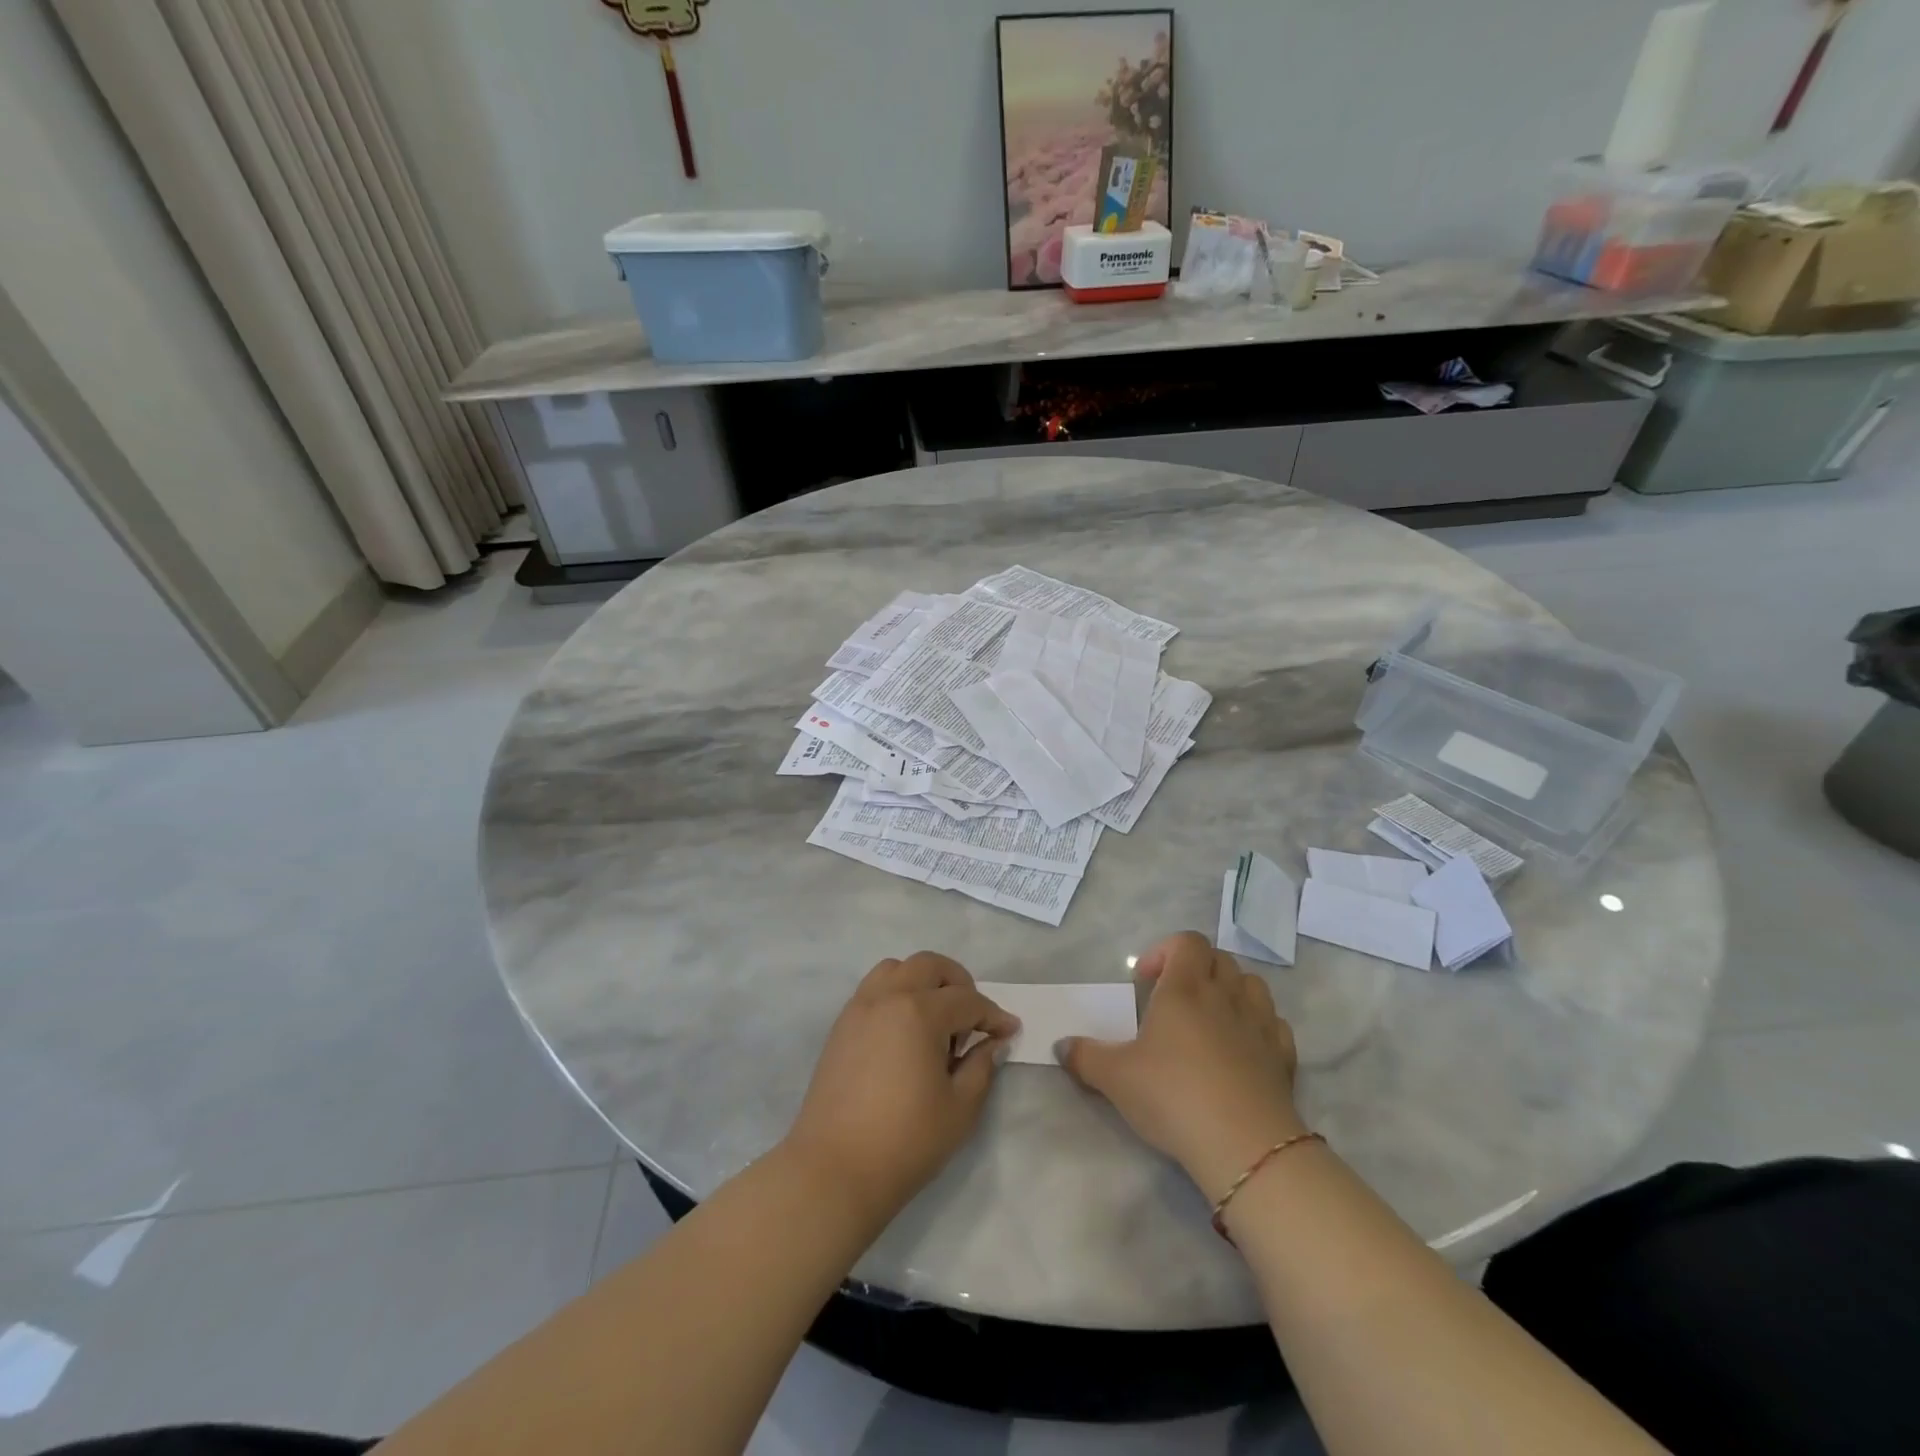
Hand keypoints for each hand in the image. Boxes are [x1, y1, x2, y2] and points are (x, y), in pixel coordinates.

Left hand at [783, 952, 1019, 1225]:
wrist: (834, 1170)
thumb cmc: (905, 1141)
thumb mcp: (960, 1108)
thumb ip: (981, 1067)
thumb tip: (991, 1043)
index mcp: (919, 1012)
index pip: (967, 1000)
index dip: (994, 1016)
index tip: (1010, 1031)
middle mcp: (887, 997)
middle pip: (930, 966)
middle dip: (959, 984)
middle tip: (972, 1019)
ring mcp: (859, 1008)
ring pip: (896, 969)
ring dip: (922, 982)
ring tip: (934, 1021)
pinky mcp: (841, 1026)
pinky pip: (873, 990)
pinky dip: (896, 995)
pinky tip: (905, 1034)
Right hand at [1056, 931, 1304, 1202]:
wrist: (1245, 1146)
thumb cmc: (1173, 1096)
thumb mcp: (1115, 1078)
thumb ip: (1085, 1056)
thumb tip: (1060, 1046)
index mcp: (1185, 989)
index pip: (1187, 942)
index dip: (1165, 951)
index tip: (1145, 981)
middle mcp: (1225, 996)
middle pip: (1219, 958)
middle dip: (1196, 968)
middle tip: (1173, 999)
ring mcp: (1259, 1024)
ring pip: (1252, 984)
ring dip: (1231, 990)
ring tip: (1211, 1018)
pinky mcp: (1283, 1056)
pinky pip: (1274, 1023)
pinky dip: (1258, 1024)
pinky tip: (1243, 1047)